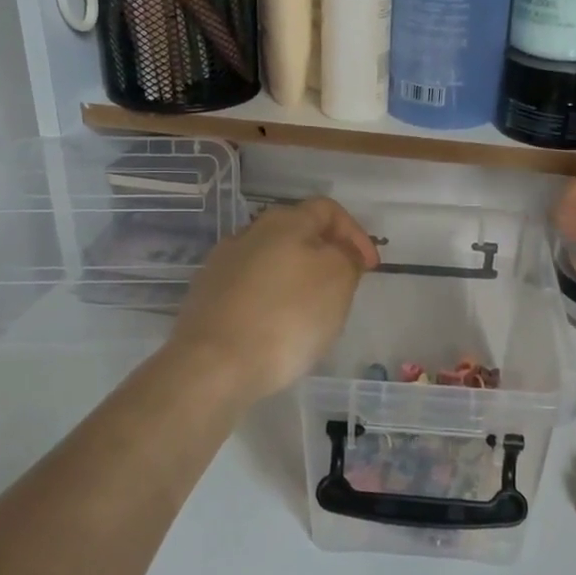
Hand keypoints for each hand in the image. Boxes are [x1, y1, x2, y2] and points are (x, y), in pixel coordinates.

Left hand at [167, 198, 380, 405]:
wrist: (213, 364)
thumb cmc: (287, 317)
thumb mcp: (337, 280)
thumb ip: (346, 257)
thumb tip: (340, 252)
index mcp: (282, 222)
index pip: (327, 209)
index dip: (355, 233)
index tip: (369, 267)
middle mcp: (248, 235)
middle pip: (296, 234)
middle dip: (325, 257)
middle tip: (343, 289)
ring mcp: (221, 266)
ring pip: (271, 263)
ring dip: (295, 281)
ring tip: (310, 314)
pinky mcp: (206, 298)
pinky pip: (249, 292)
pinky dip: (270, 303)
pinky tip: (275, 330)